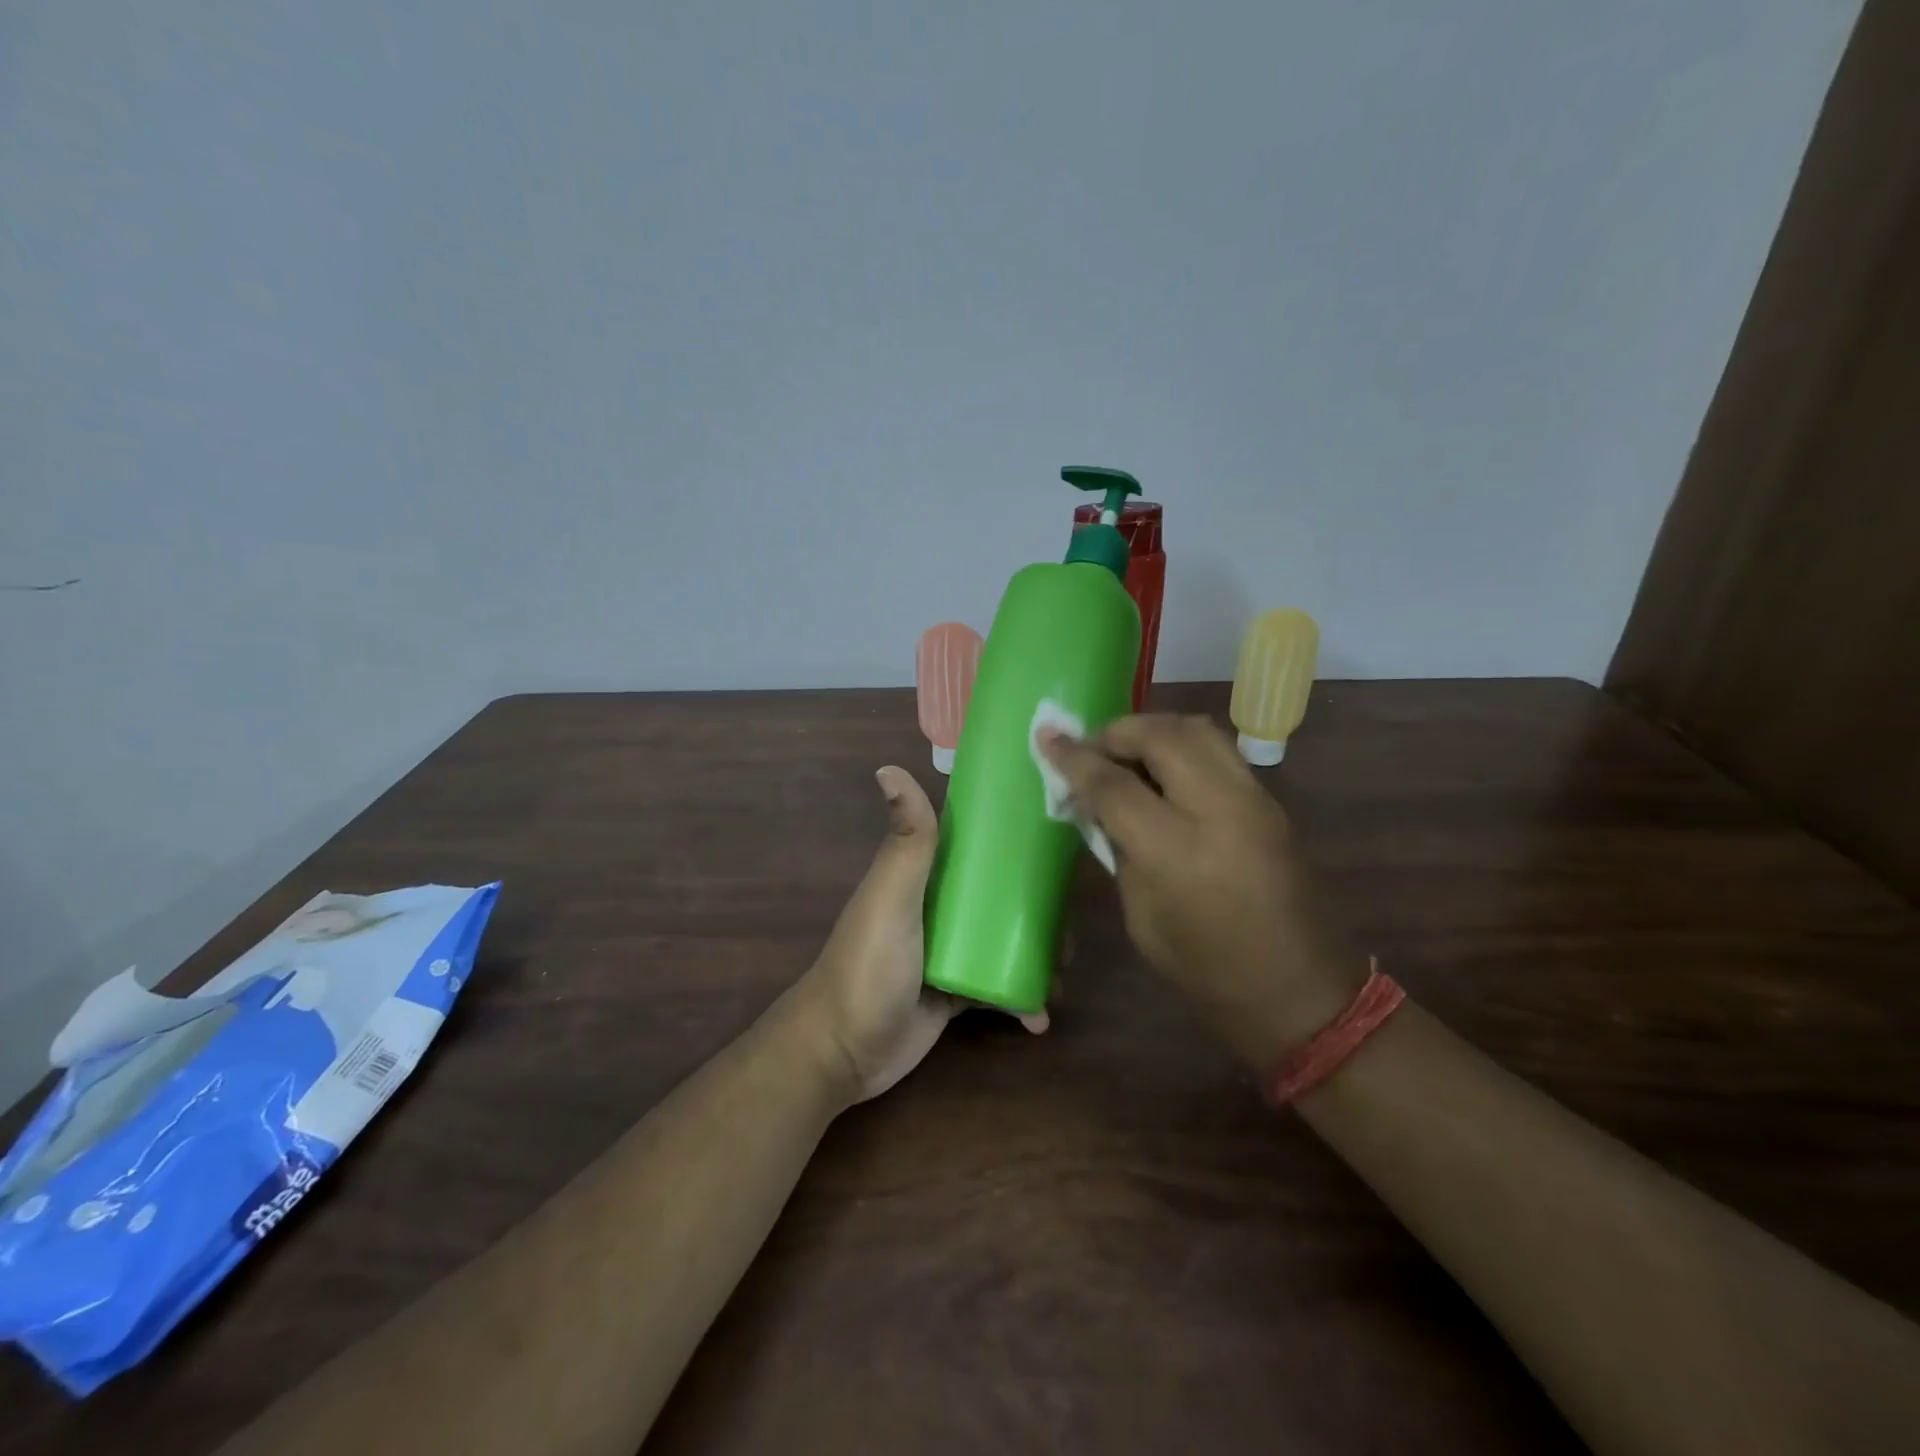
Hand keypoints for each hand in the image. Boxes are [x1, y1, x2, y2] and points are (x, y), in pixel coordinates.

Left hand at [790, 765, 1044, 1105]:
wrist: (843, 1052)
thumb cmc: (870, 965)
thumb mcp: (891, 897)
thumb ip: (906, 841)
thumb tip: (889, 767)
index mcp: (924, 875)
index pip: (974, 844)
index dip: (1013, 838)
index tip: (1058, 838)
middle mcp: (938, 907)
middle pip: (998, 895)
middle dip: (1037, 907)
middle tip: (1071, 924)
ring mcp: (948, 951)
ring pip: (1004, 940)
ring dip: (1037, 952)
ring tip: (1065, 971)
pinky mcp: (954, 994)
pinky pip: (997, 987)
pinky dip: (1020, 998)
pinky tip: (1039, 1015)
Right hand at [1038, 715, 1363, 1067]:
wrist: (1293, 989)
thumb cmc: (1202, 966)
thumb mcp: (1139, 913)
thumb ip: (1118, 846)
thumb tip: (1095, 801)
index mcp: (1176, 851)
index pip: (1113, 784)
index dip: (1074, 759)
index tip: (1047, 739)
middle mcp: (1219, 810)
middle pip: (1160, 736)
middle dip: (1116, 732)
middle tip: (1091, 748)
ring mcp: (1252, 800)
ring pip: (1196, 728)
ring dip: (1152, 729)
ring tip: (1126, 751)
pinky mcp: (1270, 802)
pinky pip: (1218, 750)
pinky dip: (1181, 745)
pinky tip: (1164, 770)